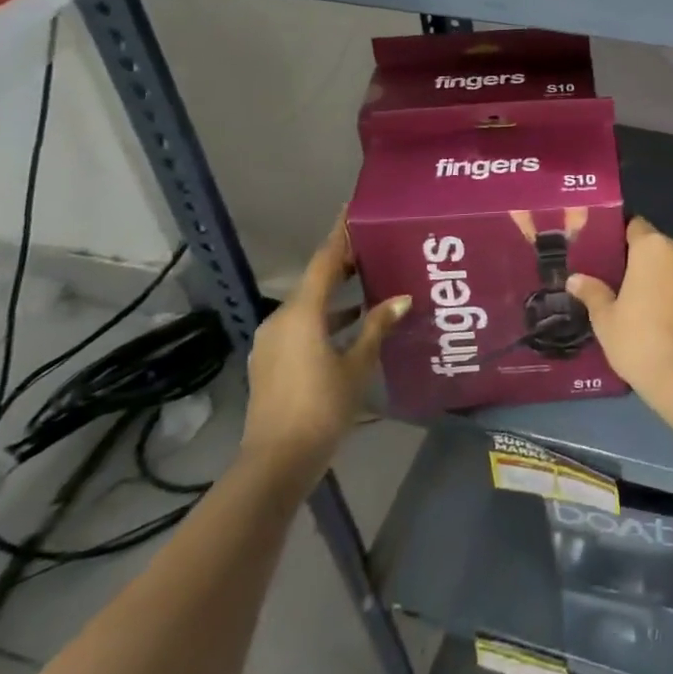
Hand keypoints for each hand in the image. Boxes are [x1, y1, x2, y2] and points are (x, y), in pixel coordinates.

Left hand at [241, 215, 408, 492]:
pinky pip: (301, 326)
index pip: (325, 260)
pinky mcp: (271, 362)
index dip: (341, 234)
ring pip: (308, 306)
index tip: (355, 210)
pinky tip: (350, 327)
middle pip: (315, 281)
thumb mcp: (357, 365)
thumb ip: (377, 327)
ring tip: (370, 286)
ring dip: (336, 295)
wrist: (275, 463)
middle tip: (375, 249)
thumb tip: (401, 298)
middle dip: (343, 265)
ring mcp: (272, 342)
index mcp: (301, 313)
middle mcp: (281, 319)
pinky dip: (325, 319)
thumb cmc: (321, 408)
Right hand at [566, 217, 672, 429]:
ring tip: (652, 307)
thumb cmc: (639, 340)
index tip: (611, 257)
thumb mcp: (606, 319)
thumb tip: (575, 279)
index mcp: (653, 248)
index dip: (623, 239)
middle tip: (627, 286)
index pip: (635, 226)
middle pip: (659, 247)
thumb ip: (592, 293)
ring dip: (668, 279)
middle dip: (645, 262)